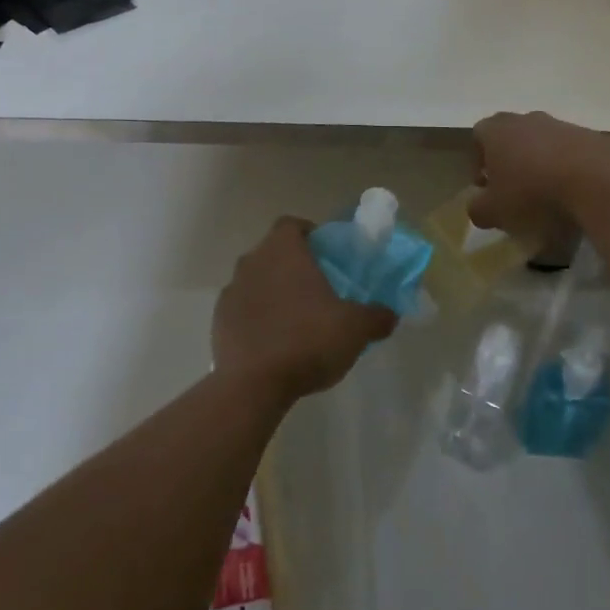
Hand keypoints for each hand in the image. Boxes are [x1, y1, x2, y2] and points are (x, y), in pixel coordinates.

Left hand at [213, 218, 397, 405]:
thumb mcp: (355, 329)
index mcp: (284, 250)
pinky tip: (273, 342)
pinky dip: (256, 318)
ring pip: (256, 280)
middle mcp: (252, 261)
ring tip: (295, 319)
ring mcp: (231, 291)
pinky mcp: (218, 321)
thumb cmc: (308, 340)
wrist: (253, 385)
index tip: (325, 254)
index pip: (292, 225)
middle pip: (273, 252)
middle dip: (292, 265)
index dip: (309, 234)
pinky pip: (242, 309)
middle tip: (317, 289)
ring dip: (272, 291)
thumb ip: (376, 316)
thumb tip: (390, 314)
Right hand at [469, 111, 609, 237]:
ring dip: (540, 164)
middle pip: (511, 136)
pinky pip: (571, 153)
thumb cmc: (533, 192)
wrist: (599, 180)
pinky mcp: (591, 136)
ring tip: (547, 196)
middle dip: (509, 161)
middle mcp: (527, 119)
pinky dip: (568, 169)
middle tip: (514, 190)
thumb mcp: (495, 211)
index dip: (478, 160)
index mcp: (497, 130)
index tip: (485, 186)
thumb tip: (478, 208)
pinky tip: (574, 194)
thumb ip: (478, 210)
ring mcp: (561, 125)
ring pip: (543, 143)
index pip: (478, 135)